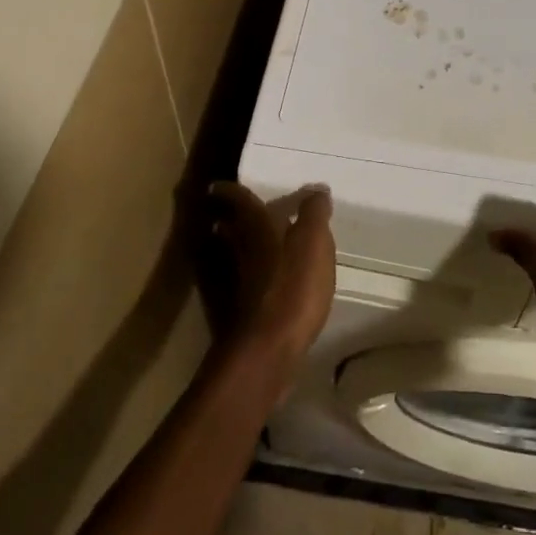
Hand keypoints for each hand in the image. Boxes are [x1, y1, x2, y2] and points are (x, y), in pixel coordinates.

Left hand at [203, 182, 335, 386]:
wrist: (266, 350)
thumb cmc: (293, 285)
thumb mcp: (314, 242)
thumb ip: (314, 213)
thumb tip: (316, 190)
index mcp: (255, 226)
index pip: (238, 199)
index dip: (229, 189)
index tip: (219, 184)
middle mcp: (238, 249)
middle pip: (229, 227)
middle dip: (230, 218)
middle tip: (236, 212)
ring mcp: (233, 283)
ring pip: (230, 255)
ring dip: (235, 247)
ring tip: (250, 244)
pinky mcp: (237, 312)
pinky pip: (239, 282)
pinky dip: (246, 275)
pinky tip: (261, 283)